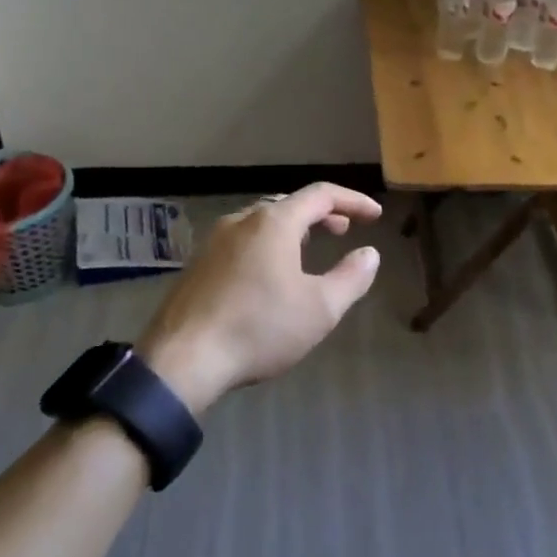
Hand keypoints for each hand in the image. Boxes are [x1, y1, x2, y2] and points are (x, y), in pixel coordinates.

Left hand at [137, 184, 382, 413]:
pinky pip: (241, 242)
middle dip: (320, 214)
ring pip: (261, 222)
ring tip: (308, 250)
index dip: (352, 201)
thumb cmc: (259, 328)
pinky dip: (267, 245)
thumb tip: (369, 254)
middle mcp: (241, 221)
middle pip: (288, 204)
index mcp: (274, 223)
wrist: (181, 361)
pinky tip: (268, 276)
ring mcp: (213, 242)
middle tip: (342, 230)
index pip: (321, 195)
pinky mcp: (197, 266)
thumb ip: (351, 277)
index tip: (375, 216)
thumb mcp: (320, 308)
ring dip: (292, 230)